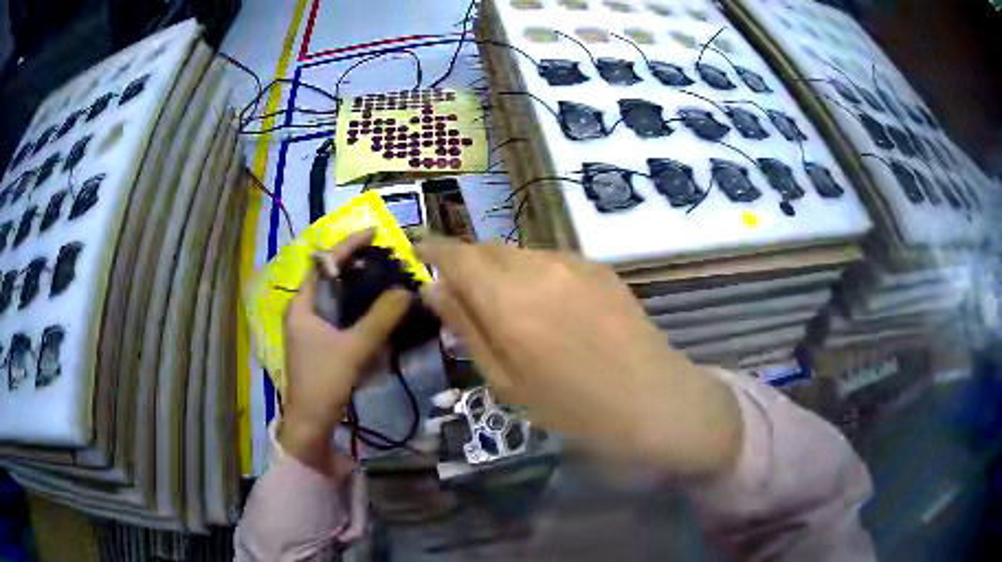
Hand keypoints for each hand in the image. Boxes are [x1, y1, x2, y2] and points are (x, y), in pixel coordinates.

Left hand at [281, 229, 410, 472]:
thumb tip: (406, 291)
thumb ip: (380, 319)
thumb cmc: (323, 383)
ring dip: (358, 287)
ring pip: (336, 299)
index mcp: (301, 306)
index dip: (348, 246)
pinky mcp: (320, 346)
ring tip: (385, 278)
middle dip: (355, 265)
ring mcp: (310, 330)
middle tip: (385, 258)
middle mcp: (303, 313)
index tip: (374, 233)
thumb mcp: (353, 349)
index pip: (323, 264)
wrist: (310, 425)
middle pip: (329, 278)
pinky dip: (357, 309)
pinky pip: (340, 317)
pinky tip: (376, 312)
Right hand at [417, 239, 742, 477]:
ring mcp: (573, 261)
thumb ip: (467, 327)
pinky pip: (550, 260)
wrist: (652, 399)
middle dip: (466, 264)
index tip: (417, 254)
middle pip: (486, 248)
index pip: (455, 254)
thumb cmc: (572, 406)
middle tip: (463, 297)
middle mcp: (538, 266)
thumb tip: (433, 288)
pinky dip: (534, 274)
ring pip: (518, 253)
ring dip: (501, 271)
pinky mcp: (599, 265)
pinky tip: (551, 309)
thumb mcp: (506, 380)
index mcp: (508, 298)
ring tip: (511, 310)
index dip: (432, 249)